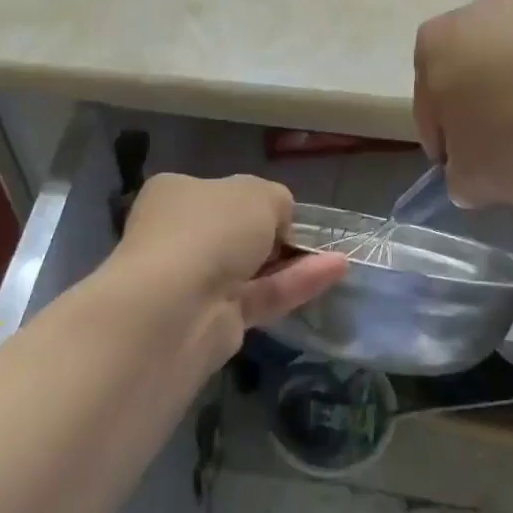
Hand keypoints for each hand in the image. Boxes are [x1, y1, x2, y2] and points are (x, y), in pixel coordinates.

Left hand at [114, 173, 347, 356]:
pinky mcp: (214, 321)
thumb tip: (279, 222)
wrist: (177, 307)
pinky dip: (296, 284)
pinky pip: (261, 296)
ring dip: (292, 261)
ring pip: (251, 268)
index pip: (217, 191)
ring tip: (337, 255)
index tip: (279, 208)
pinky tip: (335, 271)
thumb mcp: (259, 194)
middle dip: (271, 234)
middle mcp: (178, 235)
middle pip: (233, 232)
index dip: (250, 198)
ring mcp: (194, 281)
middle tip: (308, 235)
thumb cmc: (211, 229)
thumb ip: (277, 201)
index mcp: (175, 193)